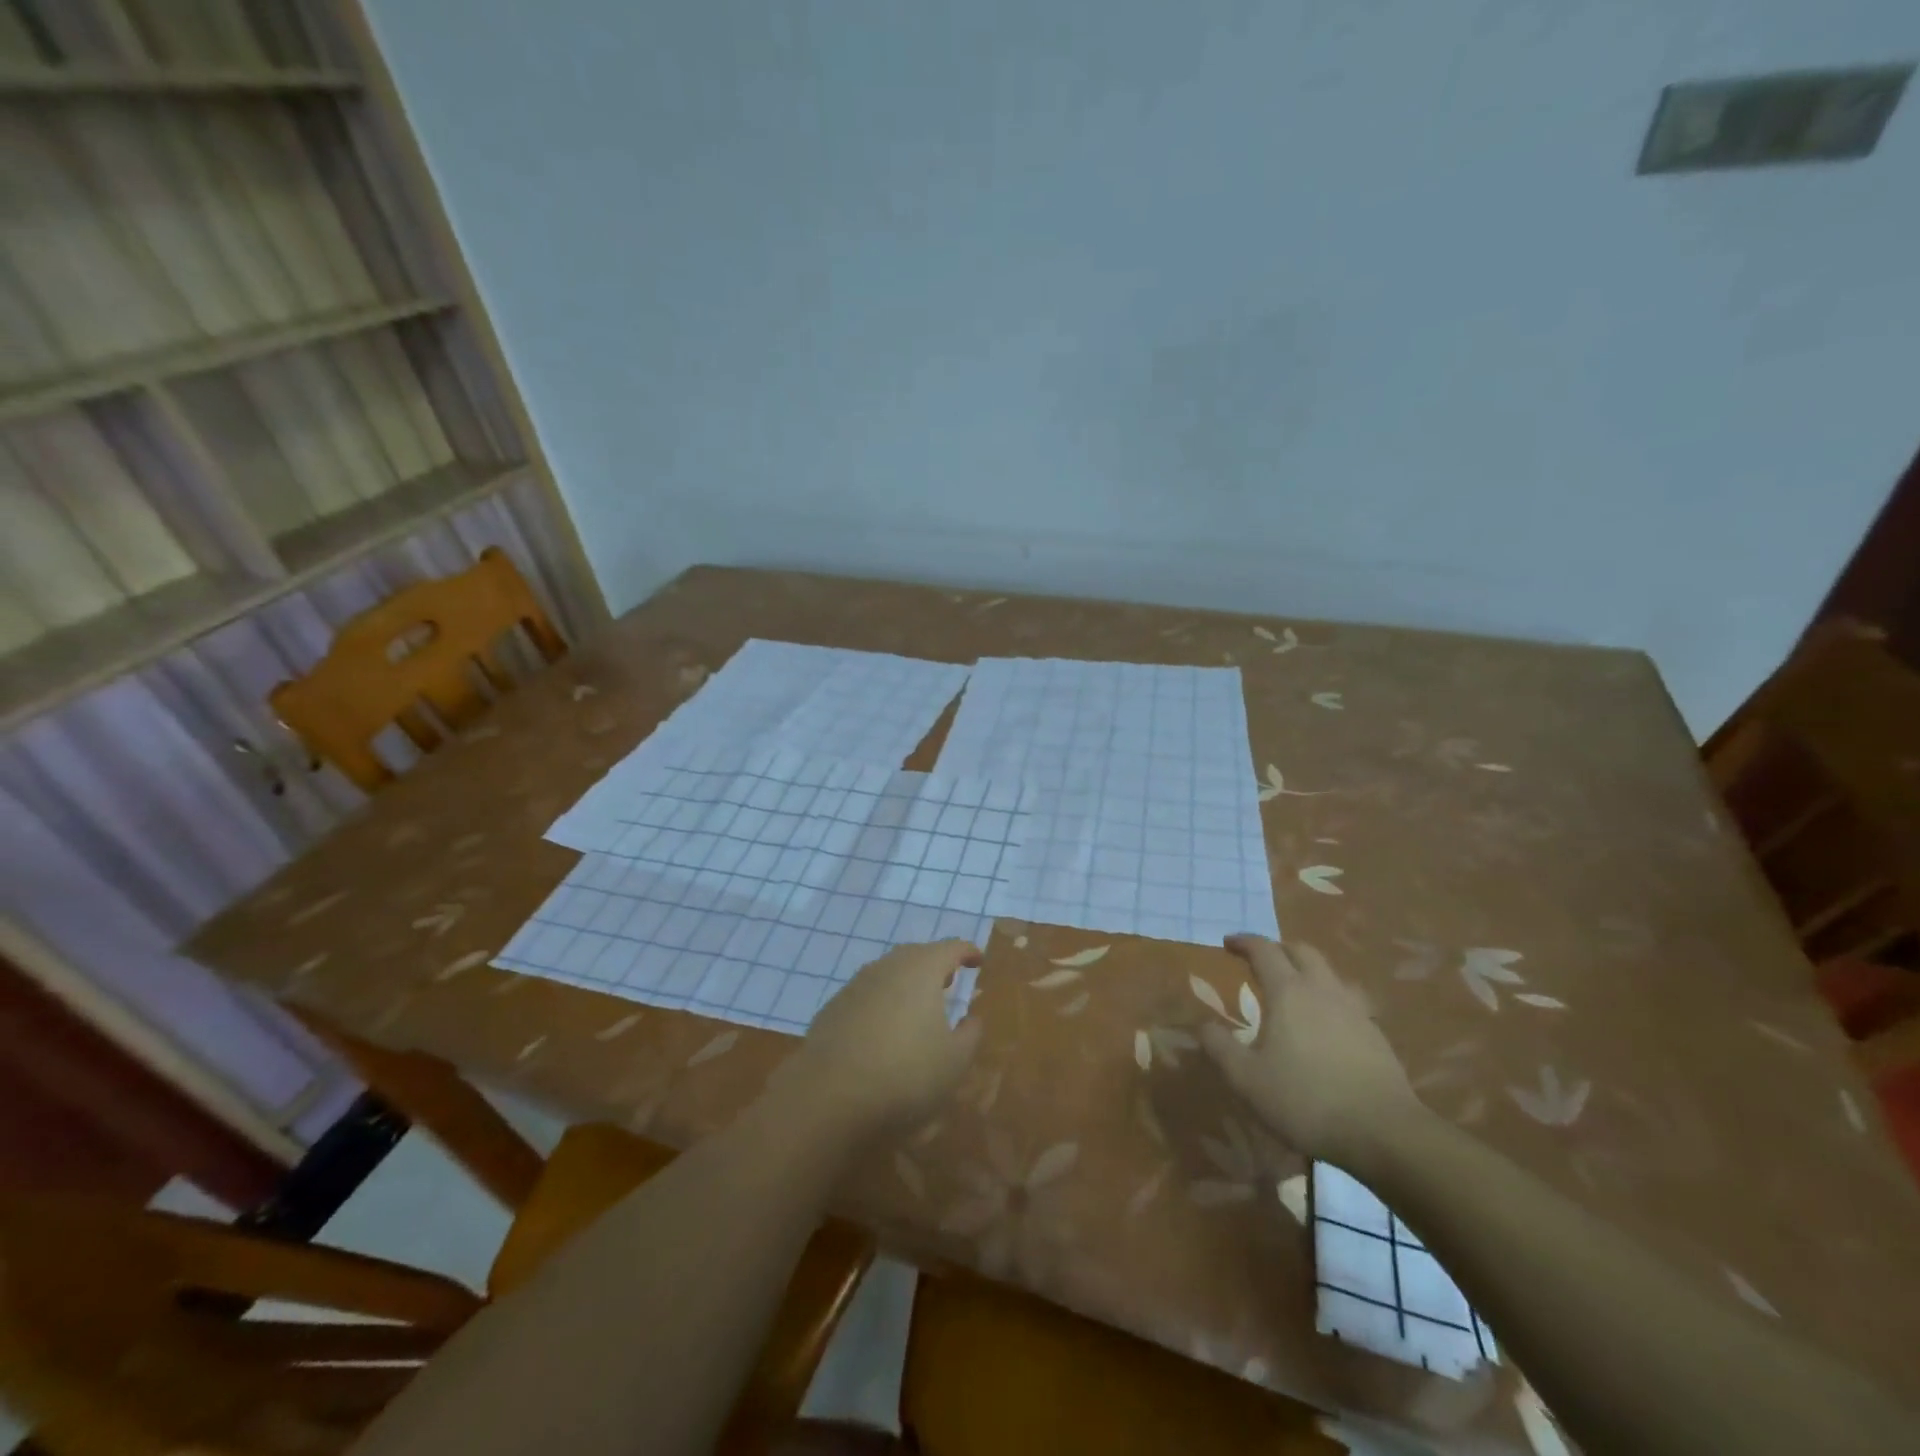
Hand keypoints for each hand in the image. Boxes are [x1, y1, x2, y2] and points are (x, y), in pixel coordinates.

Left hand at [776, 939, 984, 1144]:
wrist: (828, 1097)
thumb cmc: (905, 1074)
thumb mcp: (955, 1062)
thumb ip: (970, 1034)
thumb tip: (971, 1018)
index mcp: (922, 970)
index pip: (951, 948)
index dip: (967, 952)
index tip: (978, 960)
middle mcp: (888, 967)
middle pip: (916, 955)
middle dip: (935, 965)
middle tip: (949, 981)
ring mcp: (855, 986)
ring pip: (888, 974)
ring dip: (906, 985)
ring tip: (917, 1007)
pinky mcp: (833, 1009)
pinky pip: (867, 997)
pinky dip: (881, 1005)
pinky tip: (883, 1032)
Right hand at [1200, 935, 1420, 1163]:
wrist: (1385, 1133)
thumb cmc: (1306, 1100)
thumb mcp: (1247, 1079)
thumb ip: (1220, 1047)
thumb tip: (1204, 1025)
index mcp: (1288, 992)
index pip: (1264, 950)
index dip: (1244, 942)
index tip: (1228, 942)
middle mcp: (1323, 990)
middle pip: (1302, 951)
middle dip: (1278, 948)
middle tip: (1261, 960)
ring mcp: (1355, 1011)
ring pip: (1329, 974)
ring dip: (1307, 971)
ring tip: (1294, 990)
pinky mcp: (1376, 1035)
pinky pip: (1347, 1001)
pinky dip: (1329, 1000)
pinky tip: (1324, 1025)